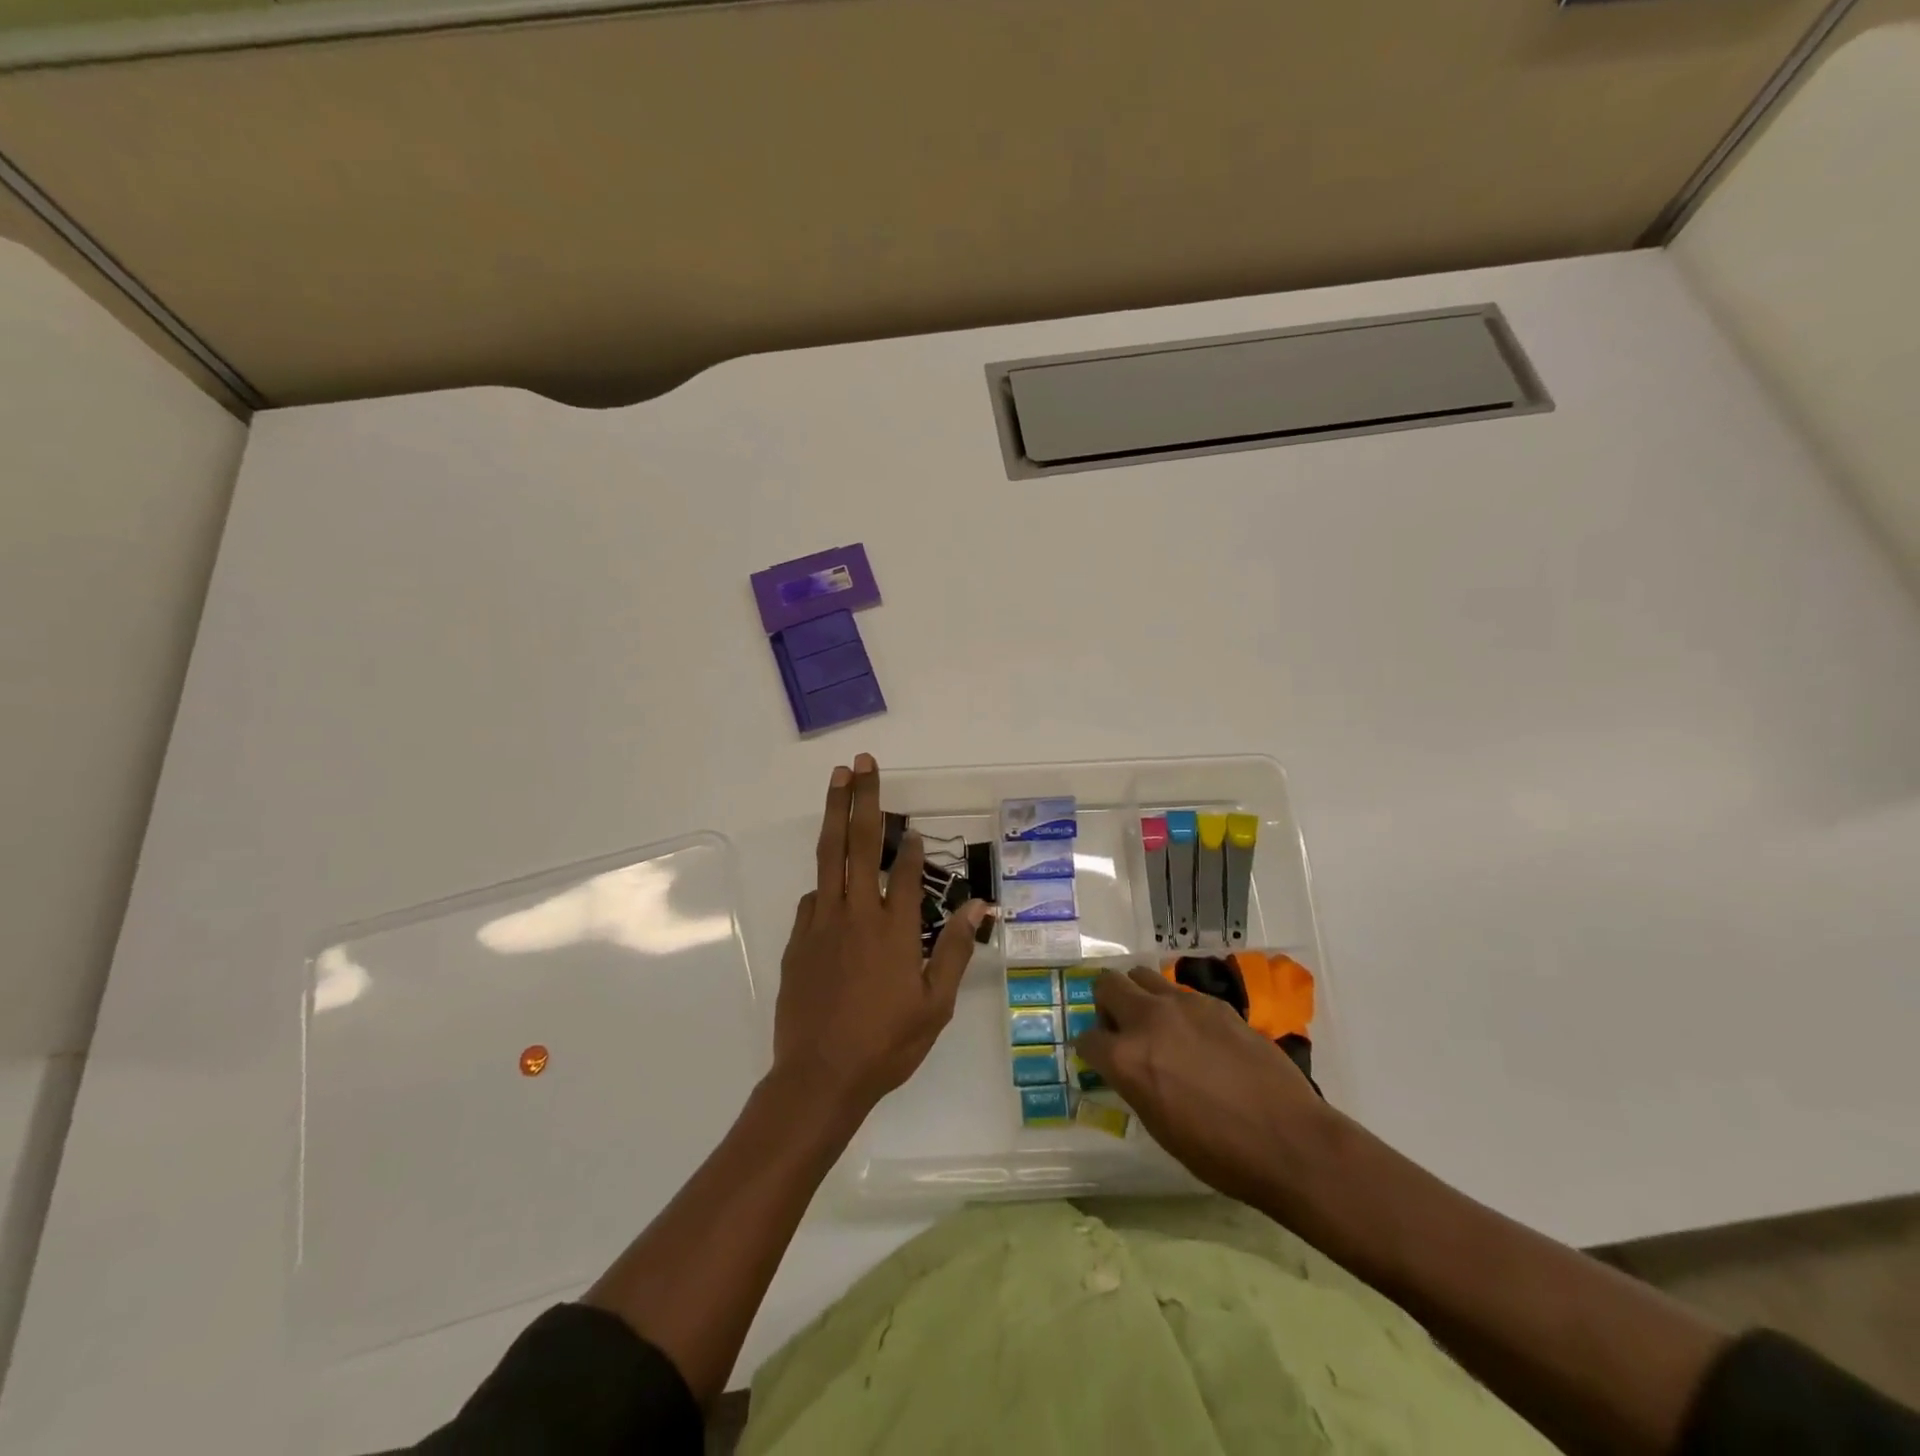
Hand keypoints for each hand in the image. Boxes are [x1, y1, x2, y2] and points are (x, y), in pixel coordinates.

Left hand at [773, 753, 989, 1115]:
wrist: (819, 1078)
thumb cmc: (886, 1044)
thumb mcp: (934, 1005)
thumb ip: (953, 950)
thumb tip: (977, 907)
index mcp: (894, 930)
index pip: (903, 871)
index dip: (910, 844)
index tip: (913, 824)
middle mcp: (856, 914)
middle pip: (858, 843)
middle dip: (862, 799)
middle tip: (862, 762)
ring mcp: (821, 923)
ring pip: (828, 857)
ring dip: (833, 814)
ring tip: (838, 780)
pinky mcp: (798, 939)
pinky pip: (813, 898)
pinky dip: (824, 880)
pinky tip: (830, 880)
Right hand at [1074, 968, 1329, 1205]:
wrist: (1288, 1140)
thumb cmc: (1218, 1153)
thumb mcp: (1158, 1126)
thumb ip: (1133, 1084)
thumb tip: (1127, 1070)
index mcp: (1126, 1058)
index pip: (1086, 1038)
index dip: (1091, 1050)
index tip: (1100, 1059)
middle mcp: (1147, 1019)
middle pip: (1107, 984)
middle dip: (1106, 1003)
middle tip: (1121, 1028)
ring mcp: (1183, 1004)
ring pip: (1142, 975)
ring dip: (1139, 995)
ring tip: (1157, 1024)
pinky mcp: (1214, 1003)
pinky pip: (1181, 993)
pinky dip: (1176, 1007)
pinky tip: (1197, 1036)